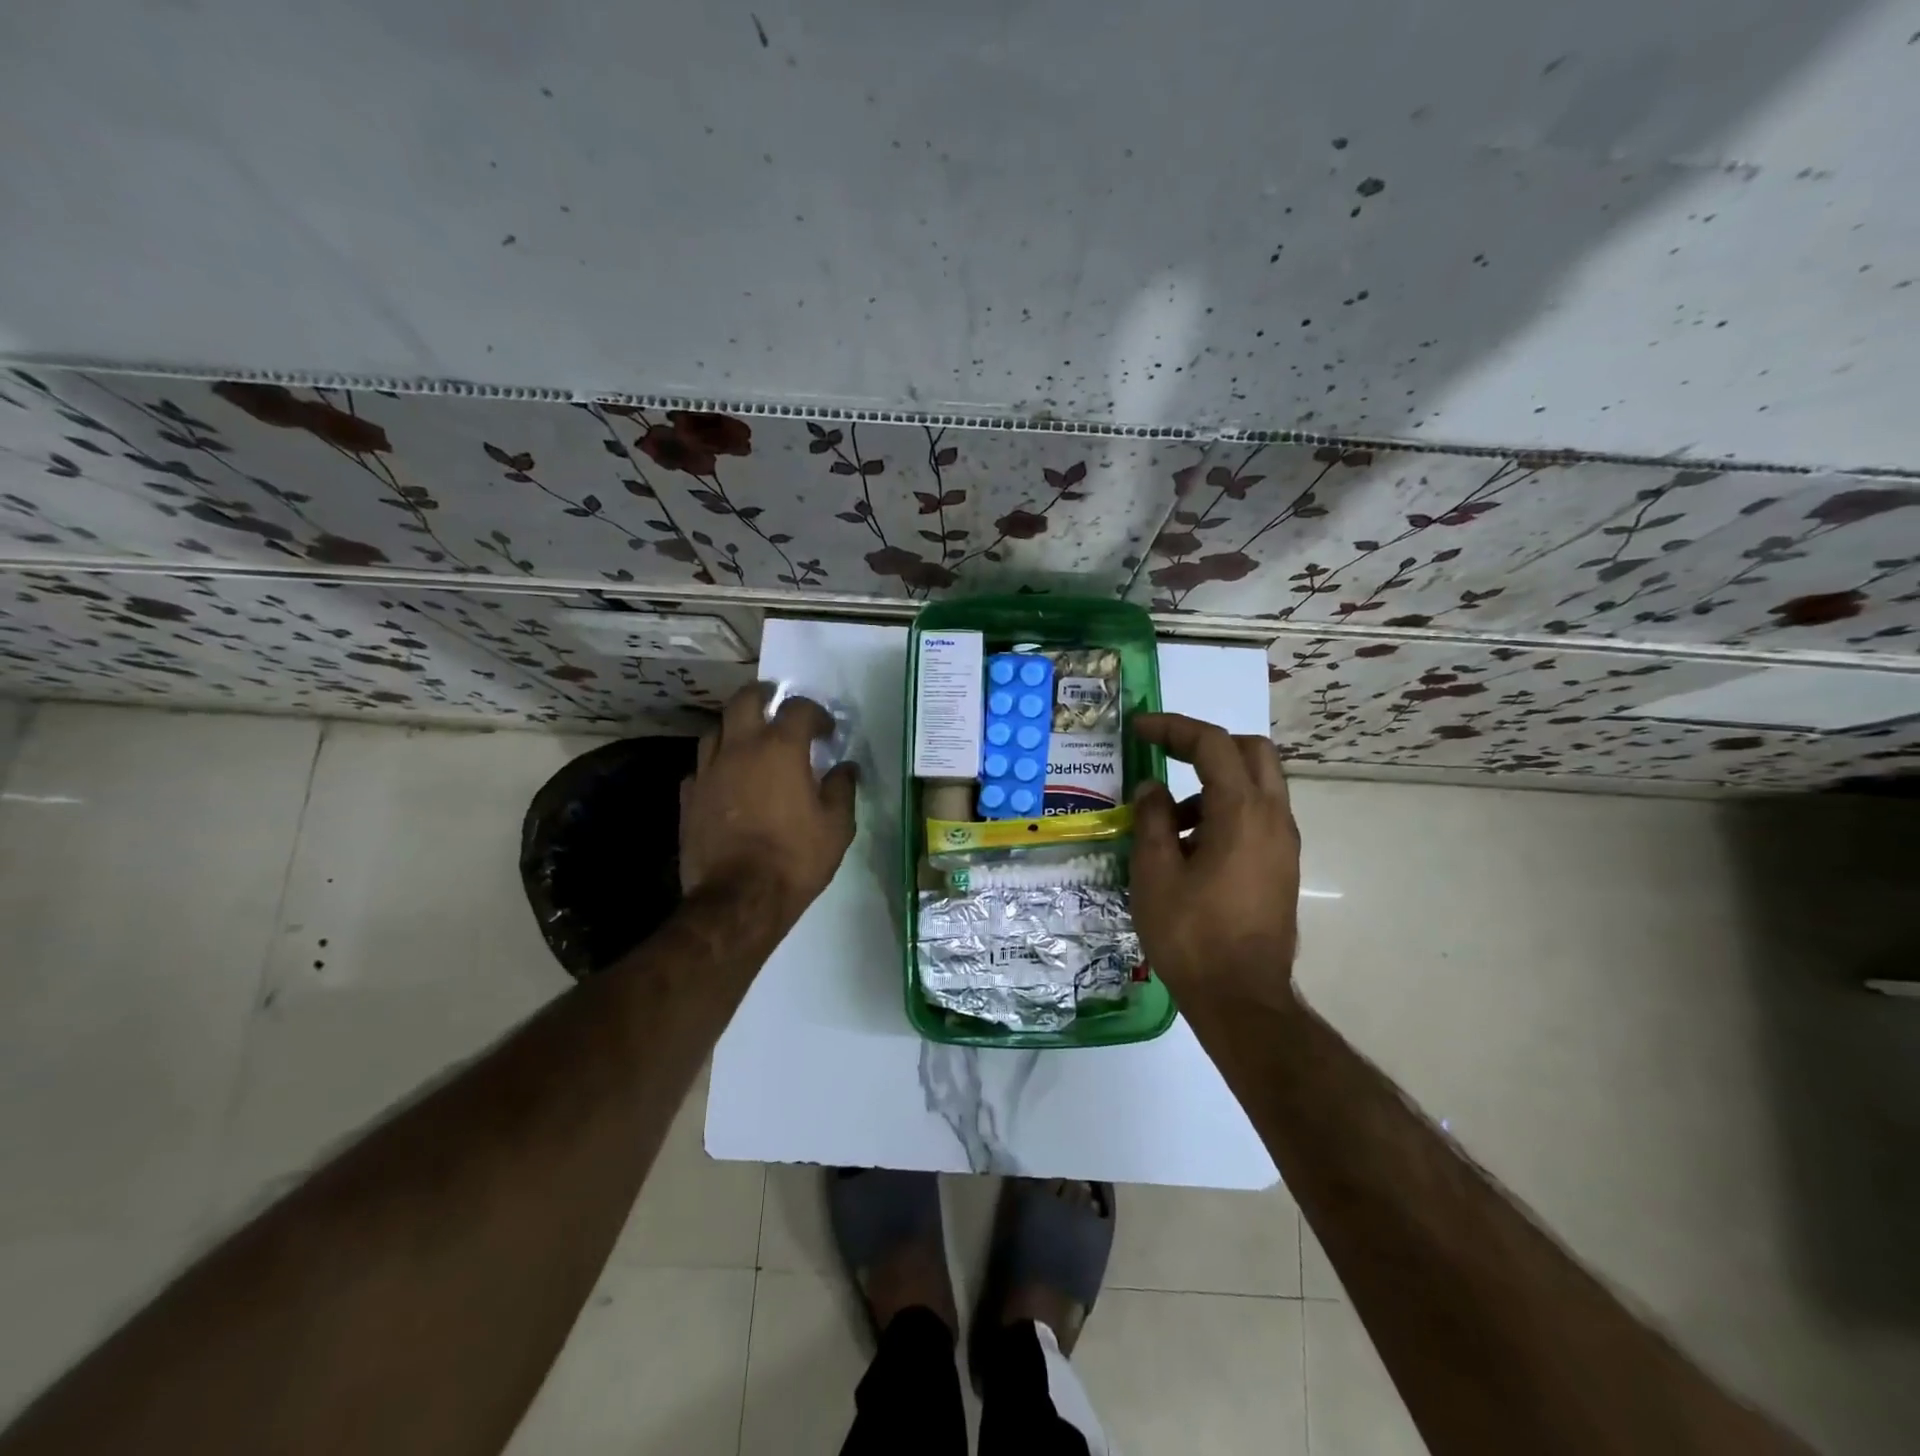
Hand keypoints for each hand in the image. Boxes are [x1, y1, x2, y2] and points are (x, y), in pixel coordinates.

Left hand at [680, 684, 857, 926]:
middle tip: (777, 706)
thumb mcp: (836, 827)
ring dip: (735, 727)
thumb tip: (846, 768)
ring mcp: (708, 770)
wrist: (739, 899)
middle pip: (745, 700)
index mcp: (780, 749)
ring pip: (716, 729)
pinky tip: (726, 780)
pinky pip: (701, 766)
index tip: (826, 730)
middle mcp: (740, 748)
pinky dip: (716, 764)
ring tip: (750, 741)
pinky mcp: (688, 796)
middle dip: (764, 696)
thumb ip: (842, 790)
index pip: (798, 708)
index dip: (815, 713)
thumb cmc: (795, 858)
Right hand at [1130, 713, 1300, 1002]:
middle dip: (1206, 745)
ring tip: (1168, 821)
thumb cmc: (1191, 934)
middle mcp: (1274, 817)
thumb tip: (1153, 789)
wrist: (1242, 999)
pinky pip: (1257, 816)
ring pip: (1257, 784)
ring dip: (1213, 782)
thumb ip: (1152, 820)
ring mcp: (1284, 843)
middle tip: (1167, 756)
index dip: (1173, 728)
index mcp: (1243, 812)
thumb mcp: (1155, 873)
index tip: (1139, 729)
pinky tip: (1190, 848)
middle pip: (1250, 751)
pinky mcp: (1282, 866)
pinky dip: (1225, 810)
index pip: (1212, 744)